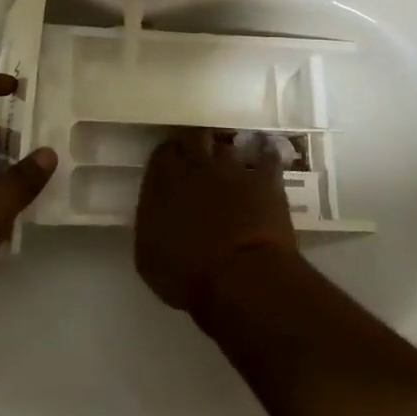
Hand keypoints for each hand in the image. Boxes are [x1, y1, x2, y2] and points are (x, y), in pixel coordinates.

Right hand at [135, 130, 297, 316]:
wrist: (241, 279)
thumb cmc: (187, 274)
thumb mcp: (148, 254)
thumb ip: (150, 220)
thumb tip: (156, 208)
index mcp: (165, 180)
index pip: (162, 151)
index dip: (168, 159)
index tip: (170, 170)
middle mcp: (197, 164)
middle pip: (195, 137)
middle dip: (196, 145)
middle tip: (199, 161)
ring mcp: (233, 168)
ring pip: (228, 146)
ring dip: (227, 155)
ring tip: (230, 166)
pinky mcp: (266, 179)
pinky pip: (268, 157)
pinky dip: (266, 157)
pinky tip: (267, 159)